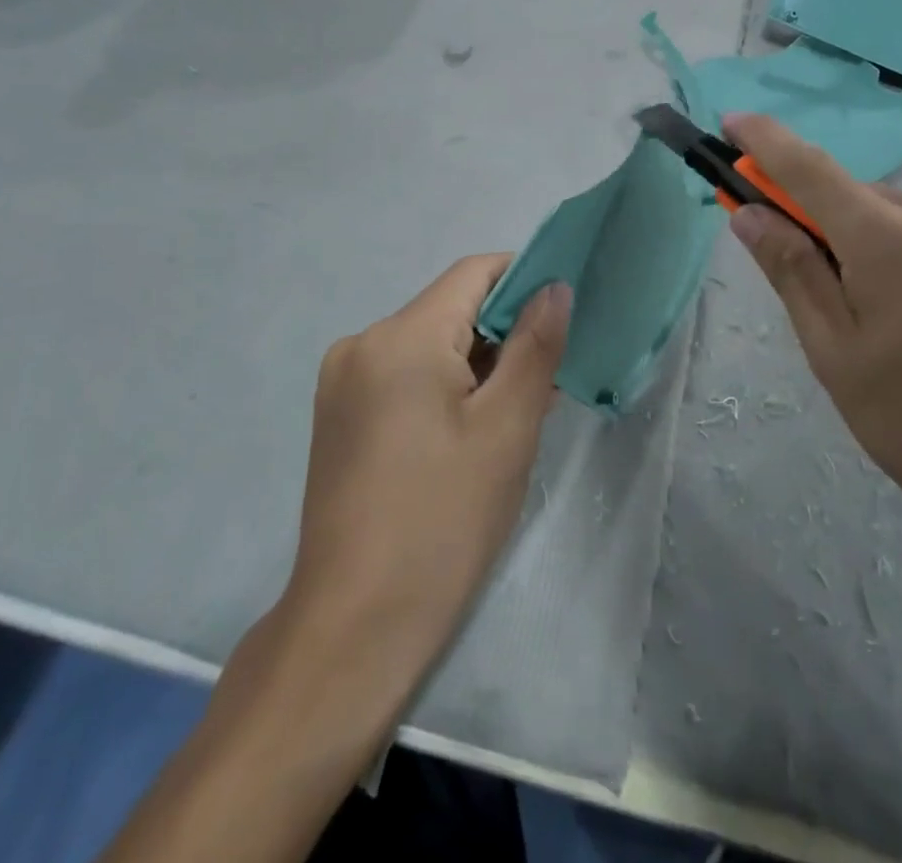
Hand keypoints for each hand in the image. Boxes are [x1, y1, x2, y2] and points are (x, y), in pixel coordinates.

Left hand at [285, 256, 570, 676]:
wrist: (353, 629)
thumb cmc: (443, 521)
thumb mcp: (507, 428)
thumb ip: (535, 346)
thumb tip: (555, 286)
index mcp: (400, 336)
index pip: (474, 273)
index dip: (525, 280)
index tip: (563, 316)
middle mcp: (363, 343)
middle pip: (450, 309)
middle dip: (504, 334)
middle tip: (547, 384)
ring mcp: (343, 382)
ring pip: (429, 345)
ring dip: (476, 366)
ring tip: (513, 418)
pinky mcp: (338, 417)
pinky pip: (404, 376)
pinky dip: (444, 389)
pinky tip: (469, 436)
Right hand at [722, 113, 901, 558]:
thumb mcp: (836, 355)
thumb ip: (793, 272)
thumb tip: (750, 214)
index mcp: (889, 241)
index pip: (810, 169)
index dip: (766, 141)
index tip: (735, 121)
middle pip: (864, 199)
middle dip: (827, 219)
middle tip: (815, 275)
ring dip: (881, 246)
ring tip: (891, 323)